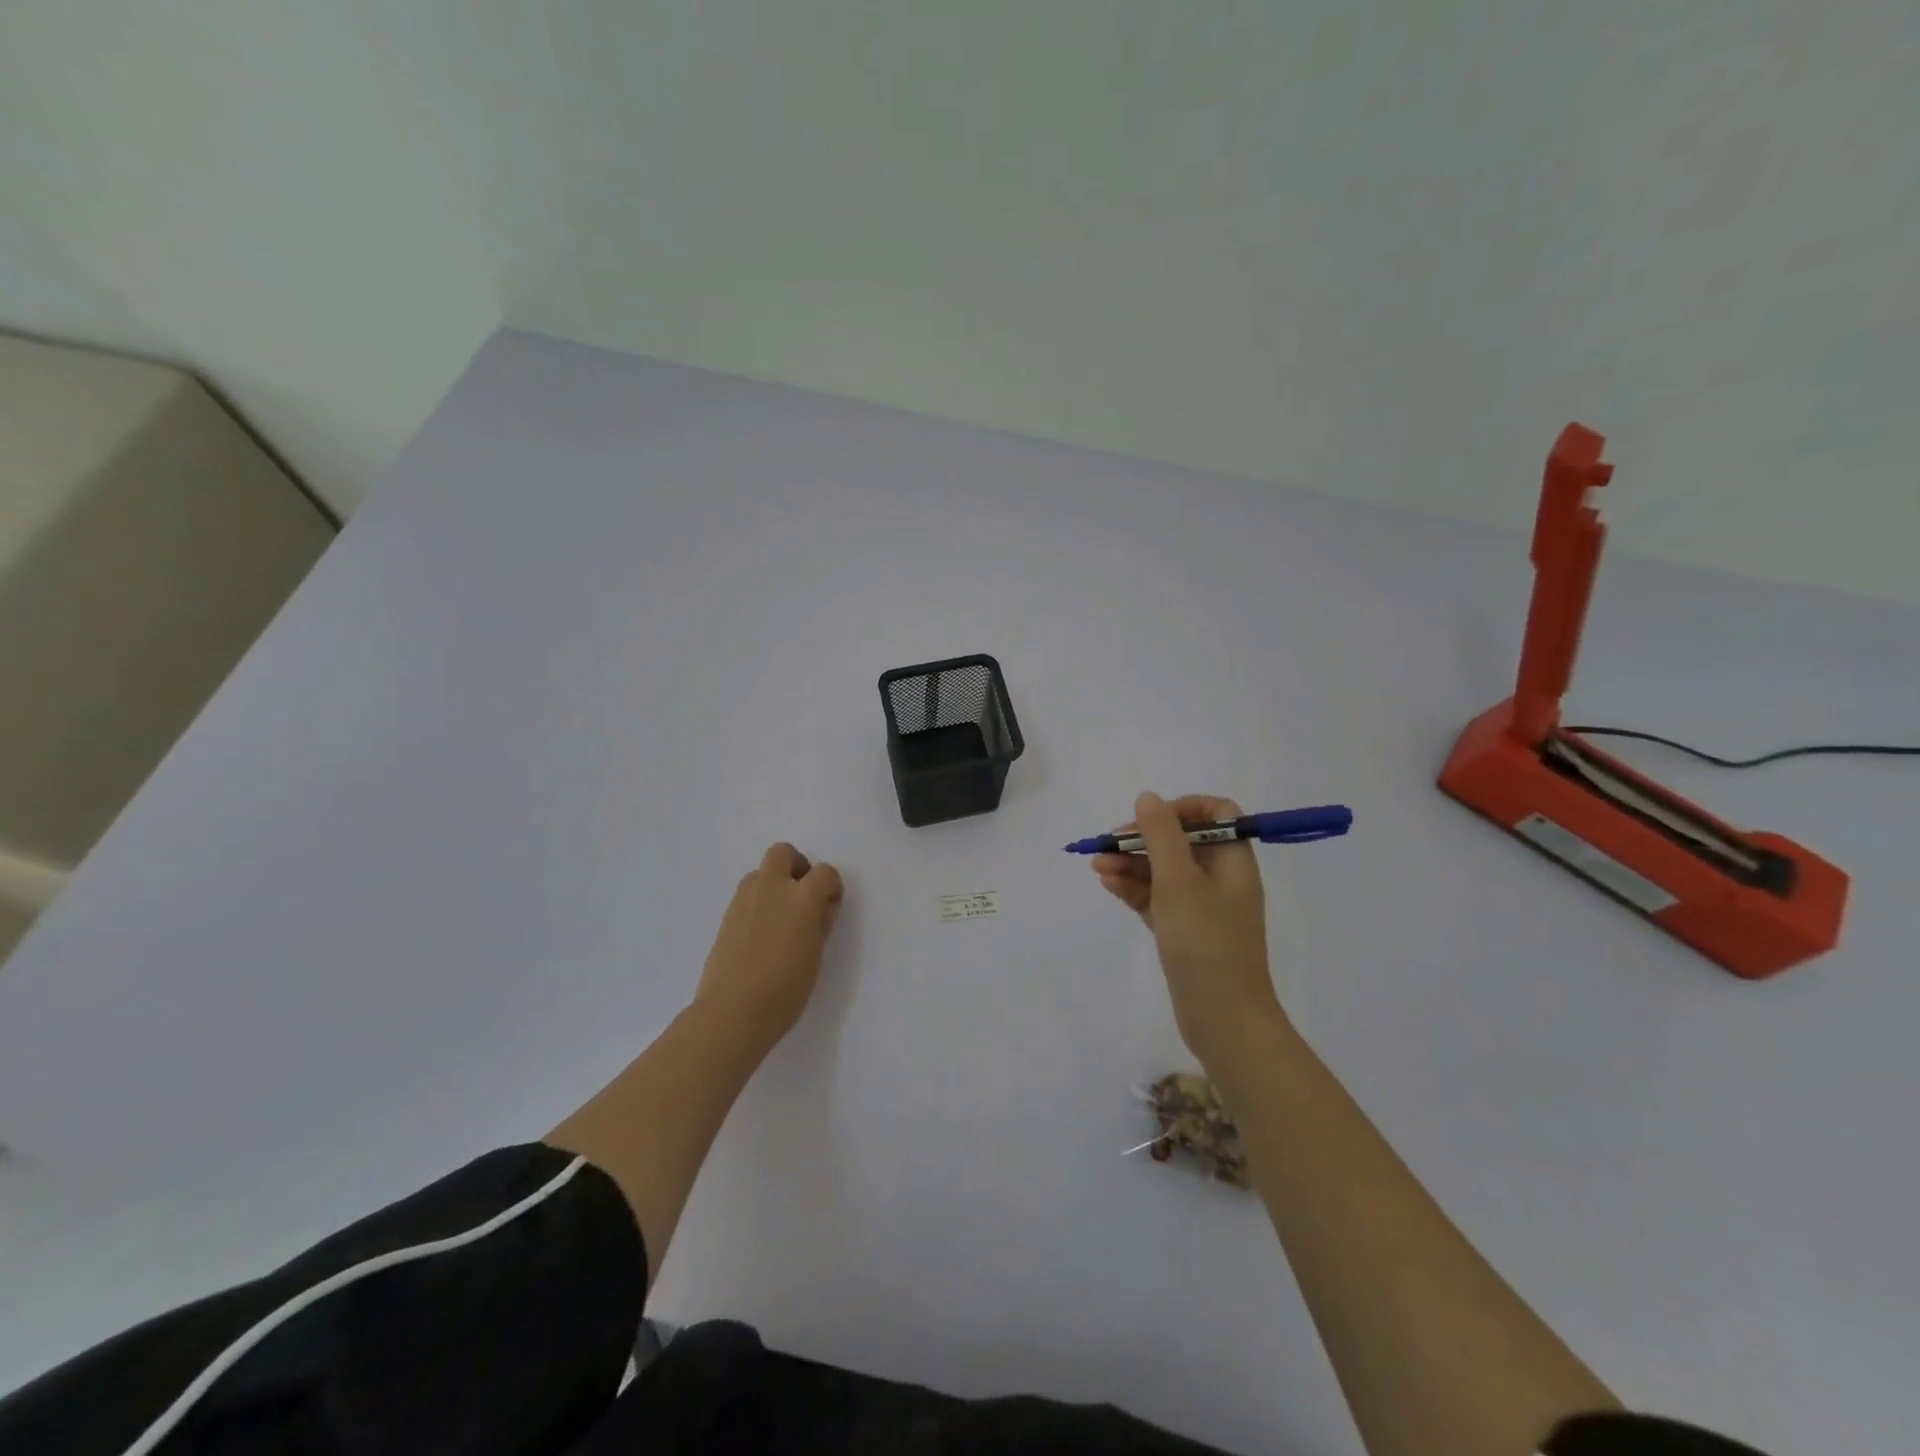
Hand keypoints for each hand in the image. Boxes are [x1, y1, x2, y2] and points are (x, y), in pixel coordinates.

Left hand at [695, 842, 845, 1048]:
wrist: (732, 1012)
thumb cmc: (785, 989)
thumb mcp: (816, 955)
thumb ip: (820, 923)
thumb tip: (822, 906)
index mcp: (802, 897)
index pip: (824, 872)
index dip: (831, 886)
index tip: (830, 906)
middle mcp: (772, 888)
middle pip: (783, 853)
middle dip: (797, 866)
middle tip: (802, 895)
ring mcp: (744, 900)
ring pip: (761, 871)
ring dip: (774, 882)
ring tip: (780, 916)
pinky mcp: (726, 916)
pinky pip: (746, 894)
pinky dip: (758, 901)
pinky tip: (761, 932)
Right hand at [1092, 792, 1286, 1068]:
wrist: (1224, 1020)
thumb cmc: (1205, 943)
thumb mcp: (1179, 881)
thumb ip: (1161, 835)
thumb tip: (1149, 798)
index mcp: (1233, 861)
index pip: (1215, 814)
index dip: (1181, 808)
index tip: (1148, 819)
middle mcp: (1221, 879)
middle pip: (1181, 841)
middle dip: (1142, 839)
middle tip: (1107, 845)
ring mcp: (1202, 907)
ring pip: (1164, 871)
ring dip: (1131, 864)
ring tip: (1096, 867)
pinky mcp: (1185, 932)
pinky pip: (1157, 898)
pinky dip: (1134, 889)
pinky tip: (1108, 885)